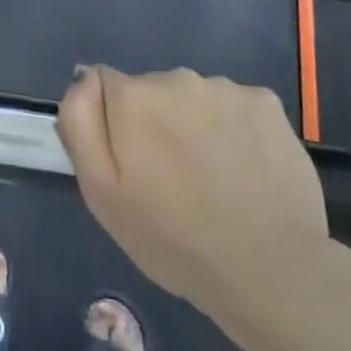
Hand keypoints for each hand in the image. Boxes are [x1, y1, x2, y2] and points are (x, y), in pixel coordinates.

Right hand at [57, 67, 329, 312]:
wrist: (271, 273)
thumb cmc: (173, 239)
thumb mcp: (101, 193)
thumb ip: (80, 124)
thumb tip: (83, 79)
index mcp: (133, 96)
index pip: (104, 86)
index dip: (113, 124)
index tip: (132, 164)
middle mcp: (177, 77)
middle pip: (150, 90)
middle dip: (154, 123)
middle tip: (170, 179)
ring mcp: (226, 88)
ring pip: (193, 99)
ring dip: (193, 125)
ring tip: (211, 179)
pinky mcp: (267, 103)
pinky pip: (233, 106)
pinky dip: (233, 129)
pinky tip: (243, 169)